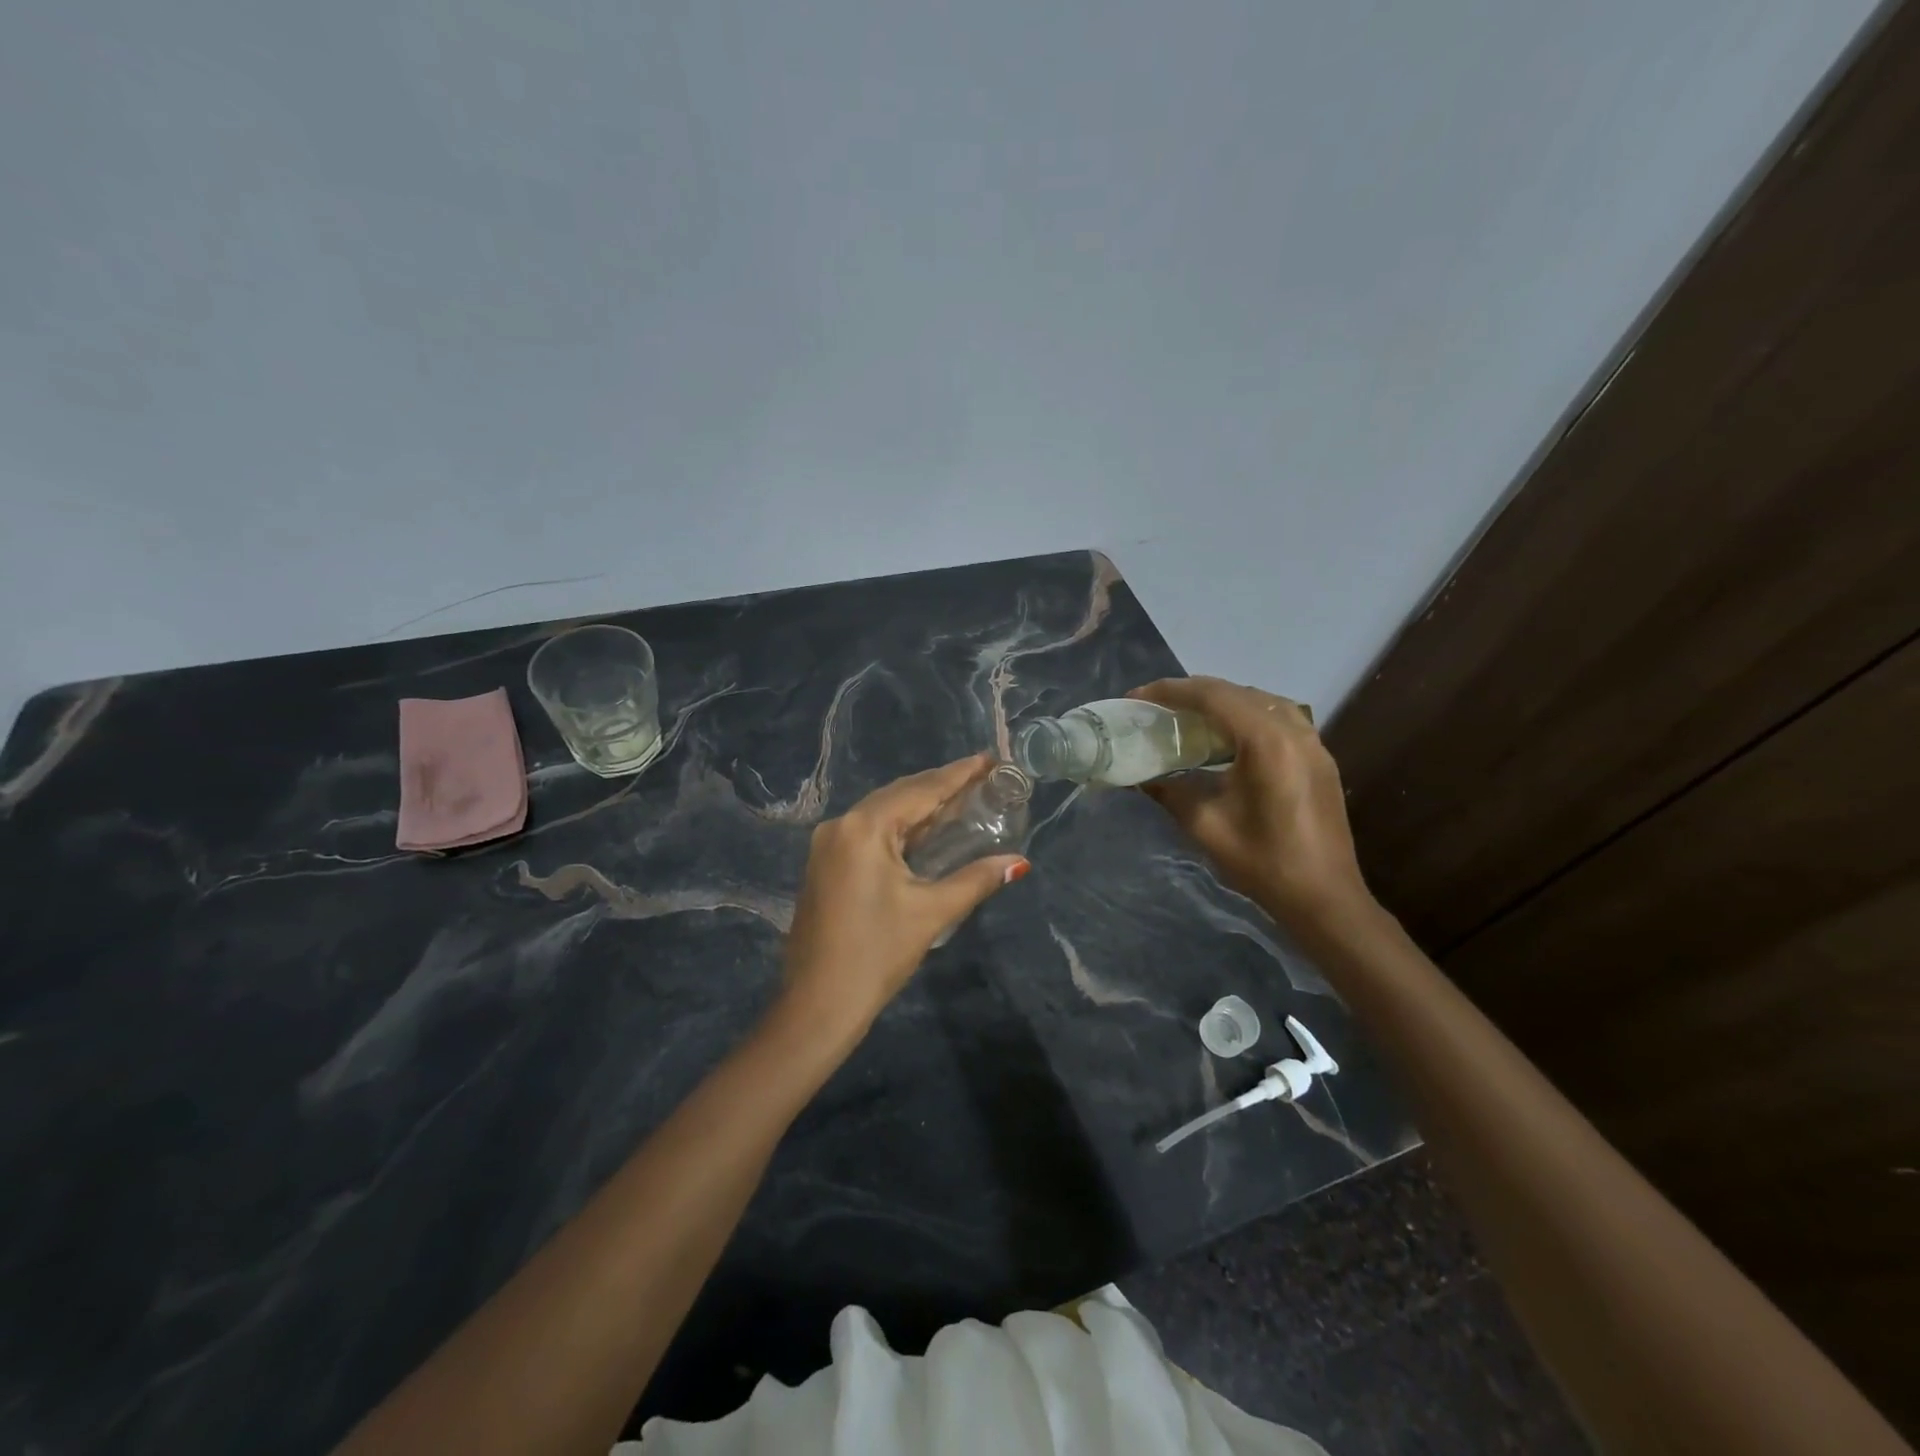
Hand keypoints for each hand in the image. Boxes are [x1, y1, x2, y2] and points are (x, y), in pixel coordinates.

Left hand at [780, 754, 1028, 1035]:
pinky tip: (924, 831)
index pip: (922, 790)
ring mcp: (827, 843)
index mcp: (865, 827)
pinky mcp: (824, 862)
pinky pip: (868, 830)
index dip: (960, 773)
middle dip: (942, 786)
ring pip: (883, 812)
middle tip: (984, 779)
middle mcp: (841, 824)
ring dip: (920, 806)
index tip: (991, 759)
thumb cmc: (877, 954)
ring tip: (962, 800)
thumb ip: (977, 879)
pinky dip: (900, 826)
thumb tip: (1019, 862)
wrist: (817, 1004)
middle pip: (900, 795)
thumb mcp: (932, 912)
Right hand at [1129, 677, 1370, 934]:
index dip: (1171, 692)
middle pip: (1237, 692)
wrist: (1323, 898)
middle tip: (1157, 705)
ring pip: (1262, 701)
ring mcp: (1313, 743)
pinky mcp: (1320, 758)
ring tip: (1189, 715)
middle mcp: (1294, 730)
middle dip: (1193, 693)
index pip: (1212, 697)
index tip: (1138, 697)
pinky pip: (1280, 718)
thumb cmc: (1263, 862)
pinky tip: (1229, 735)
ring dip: (1223, 700)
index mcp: (1266, 742)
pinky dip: (1248, 715)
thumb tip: (1139, 776)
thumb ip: (1169, 791)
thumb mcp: (1205, 825)